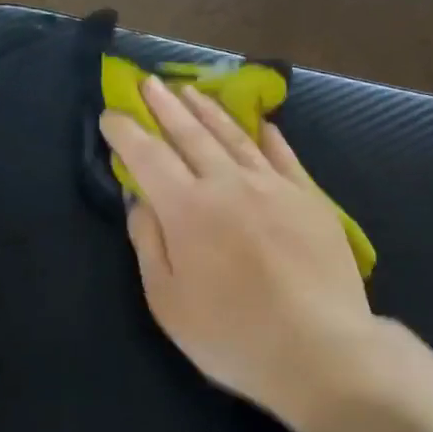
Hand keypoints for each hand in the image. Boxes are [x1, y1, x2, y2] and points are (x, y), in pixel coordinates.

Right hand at [99, 76, 374, 421]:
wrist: (320, 349)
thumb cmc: (232, 335)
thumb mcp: (168, 301)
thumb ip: (149, 243)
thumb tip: (139, 200)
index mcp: (187, 209)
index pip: (148, 157)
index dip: (126, 132)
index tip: (111, 114)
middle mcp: (228, 184)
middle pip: (190, 135)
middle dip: (164, 106)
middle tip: (148, 82)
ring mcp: (274, 187)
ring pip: (234, 137)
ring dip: (208, 110)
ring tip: (190, 90)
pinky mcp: (309, 199)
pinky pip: (283, 156)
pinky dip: (267, 136)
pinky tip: (260, 123)